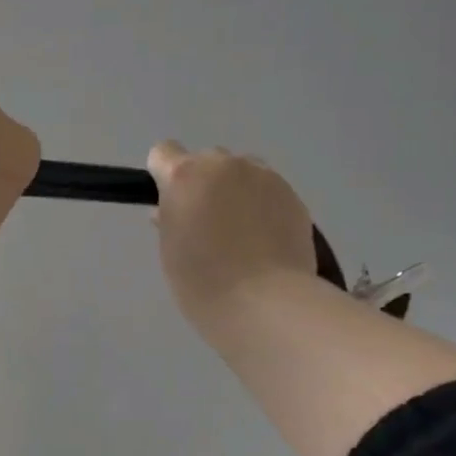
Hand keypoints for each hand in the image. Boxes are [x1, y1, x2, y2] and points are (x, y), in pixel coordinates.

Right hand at [148, 141, 319, 333]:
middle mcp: (224, 165)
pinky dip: (262, 205)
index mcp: (185, 176)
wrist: (265, 303)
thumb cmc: (202, 283)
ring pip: (242, 171)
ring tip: (240, 230)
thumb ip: (169, 220)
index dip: (163, 175)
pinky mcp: (293, 195)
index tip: (170, 203)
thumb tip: (171, 210)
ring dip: (235, 189)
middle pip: (206, 159)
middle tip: (206, 222)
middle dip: (203, 183)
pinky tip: (264, 239)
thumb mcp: (171, 251)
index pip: (164, 152)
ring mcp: (263, 177)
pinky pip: (268, 190)